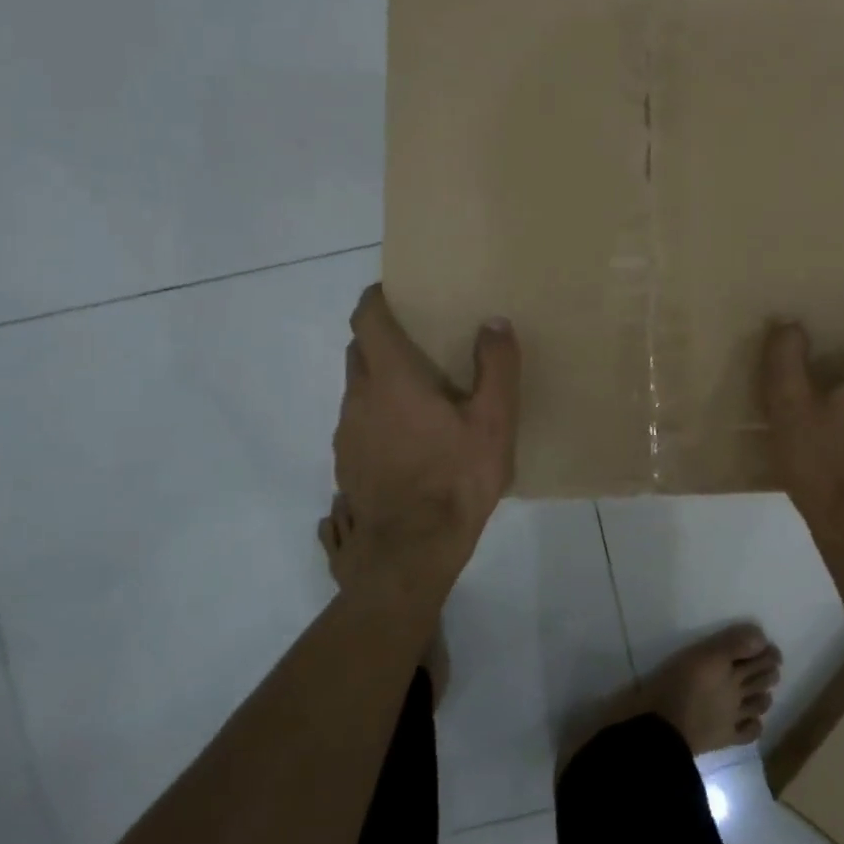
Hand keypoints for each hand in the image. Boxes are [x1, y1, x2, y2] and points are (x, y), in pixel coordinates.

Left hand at [333, 285, 520, 562]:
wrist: (411, 550)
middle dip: (382, 338)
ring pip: (358, 390)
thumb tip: (494, 322)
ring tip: (418, 396)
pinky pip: (358, 423)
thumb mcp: (494, 422)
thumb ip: (496, 366)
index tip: (394, 292)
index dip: (376, 300)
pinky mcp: (346, 464)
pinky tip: (407, 440)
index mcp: (391, 379)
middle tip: (419, 342)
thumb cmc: (456, 478)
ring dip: (380, 381)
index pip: (367, 320)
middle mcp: (359, 398)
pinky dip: (377, 416)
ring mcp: (347, 434)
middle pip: (359, 351)